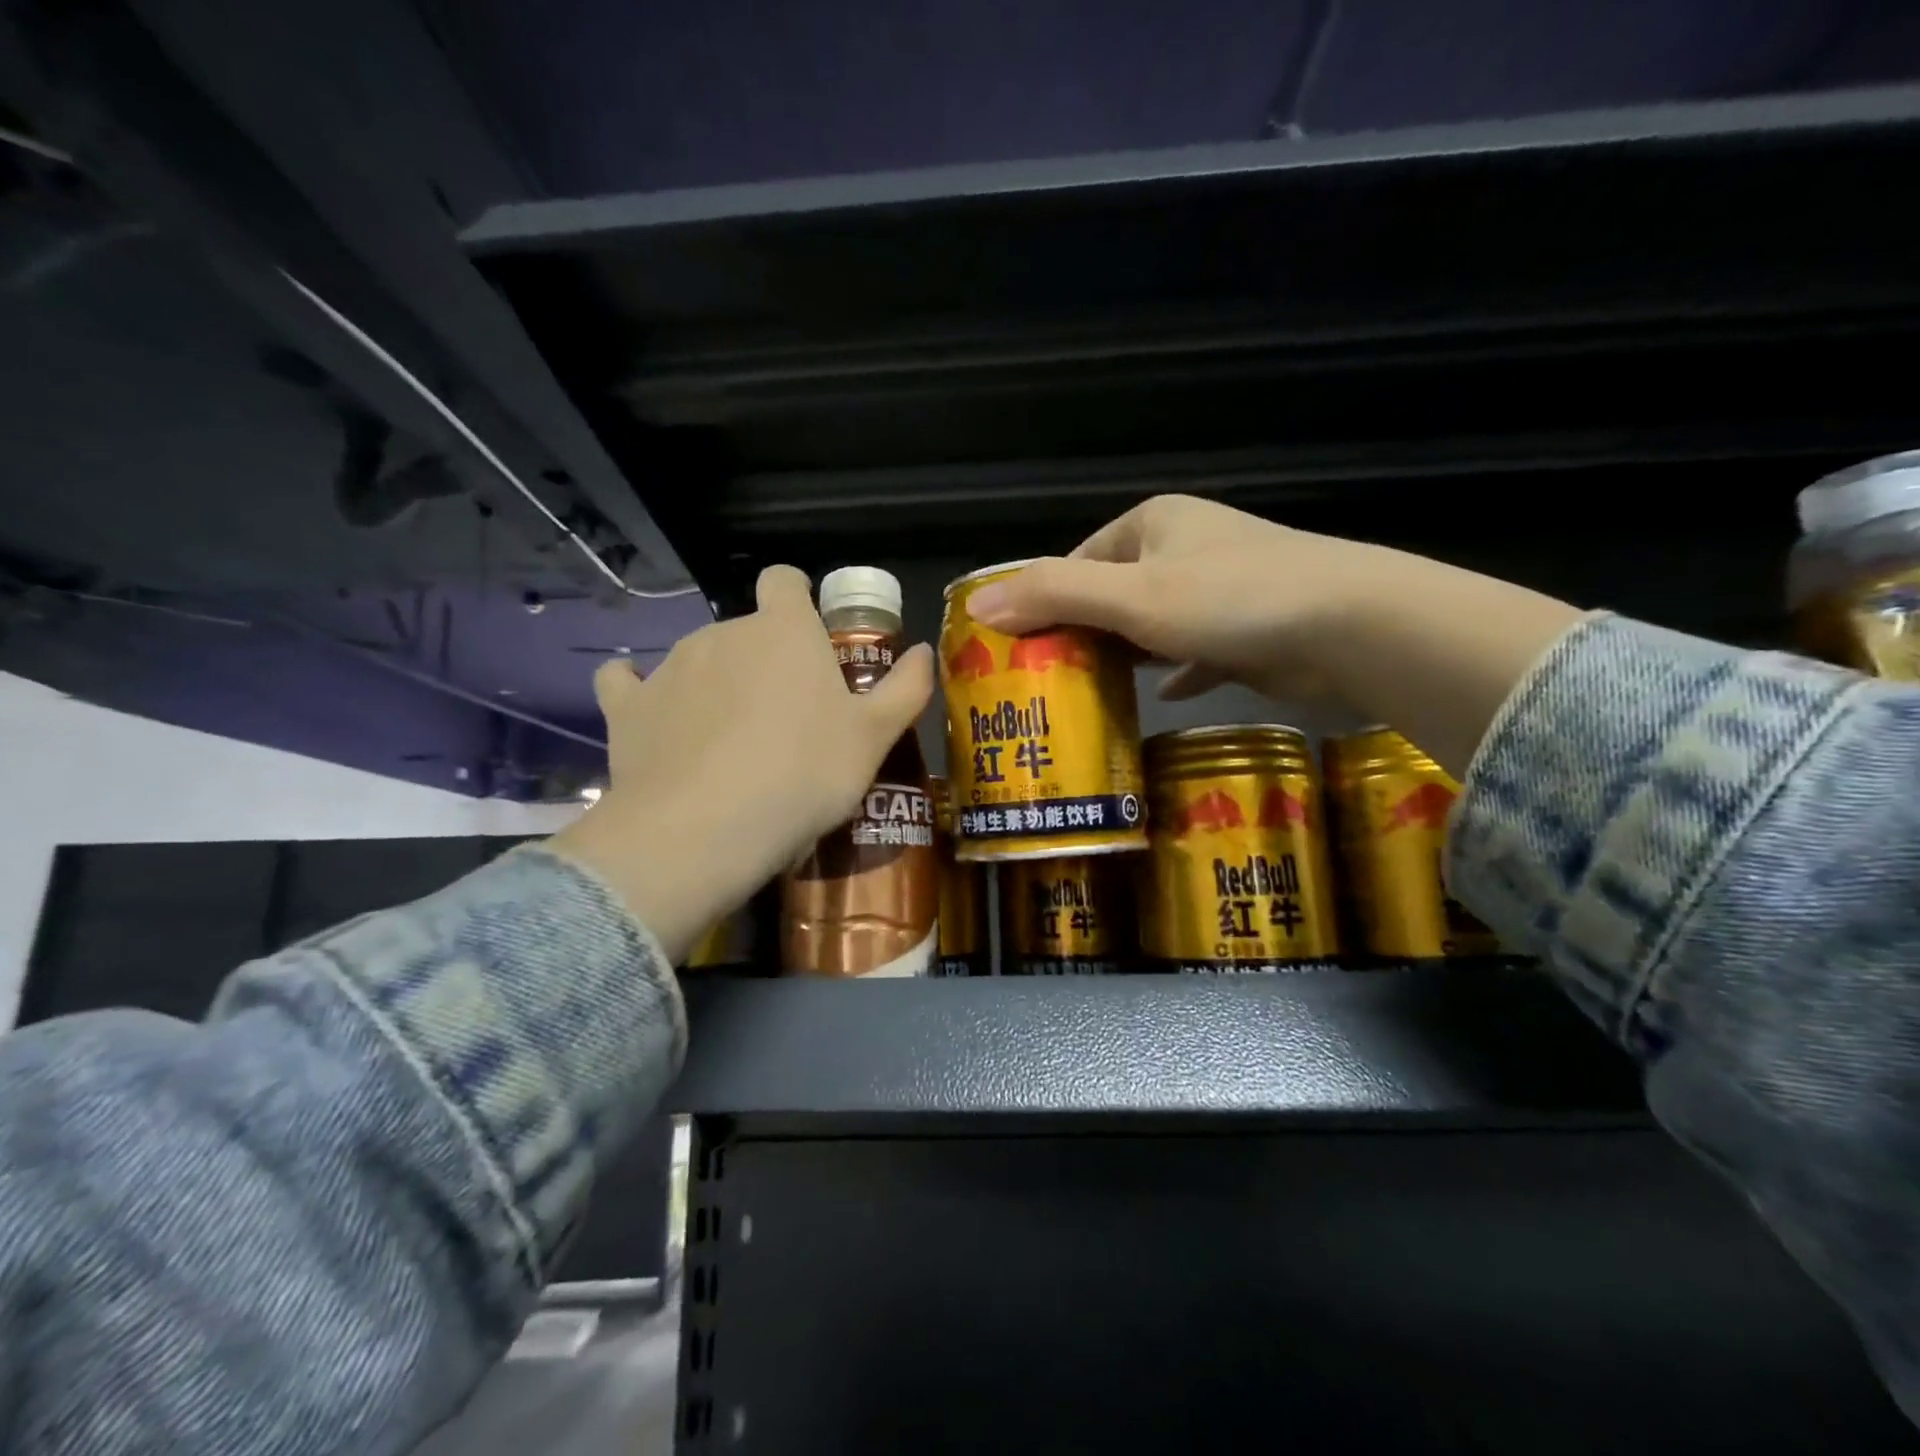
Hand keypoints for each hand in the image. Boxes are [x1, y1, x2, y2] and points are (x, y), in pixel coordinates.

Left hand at [548, 566, 932, 961]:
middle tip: (786, 718)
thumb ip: (905, 688)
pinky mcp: (626, 706)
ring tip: (731, 744)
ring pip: (700, 659)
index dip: (796, 599)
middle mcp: (723, 631)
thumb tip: (925, 651)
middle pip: (747, 630)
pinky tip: (654, 719)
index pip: (784, 581)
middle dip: (764, 661)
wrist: (705, 829)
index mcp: (784, 630)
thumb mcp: (874, 738)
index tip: (809, 637)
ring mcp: (669, 665)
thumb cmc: (805, 774)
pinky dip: (642, 694)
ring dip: (717, 684)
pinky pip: (627, 683)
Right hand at [964, 494, 1372, 702]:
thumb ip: (1054, 596)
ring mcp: (1220, 587)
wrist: (1351, 626)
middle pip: (1112, 592)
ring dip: (1125, 654)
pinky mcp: (1248, 627)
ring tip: (1087, 693)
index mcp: (1152, 523)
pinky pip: (1194, 649)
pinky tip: (1160, 696)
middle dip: (1081, 632)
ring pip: (1153, 623)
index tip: (1018, 648)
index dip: (1043, 600)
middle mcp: (1184, 546)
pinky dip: (1175, 670)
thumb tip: (977, 607)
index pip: (1077, 559)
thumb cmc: (1230, 599)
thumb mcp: (1130, 596)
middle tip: (1046, 680)